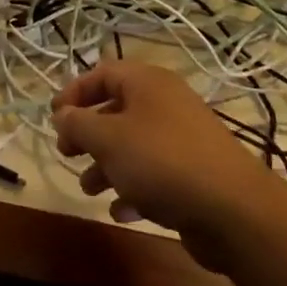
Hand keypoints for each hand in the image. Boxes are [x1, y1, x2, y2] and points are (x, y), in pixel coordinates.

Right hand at [52, 61, 275, 271]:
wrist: (232, 210)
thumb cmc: (161, 161)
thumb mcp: (108, 139)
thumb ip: (78, 124)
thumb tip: (61, 114)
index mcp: (147, 83)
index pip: (102, 73)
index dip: (74, 92)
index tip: (54, 117)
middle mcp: (166, 103)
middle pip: (116, 109)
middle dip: (88, 133)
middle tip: (67, 153)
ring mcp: (182, 139)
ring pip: (133, 145)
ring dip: (106, 165)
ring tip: (88, 188)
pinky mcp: (194, 174)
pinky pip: (154, 174)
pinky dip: (133, 189)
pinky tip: (120, 211)